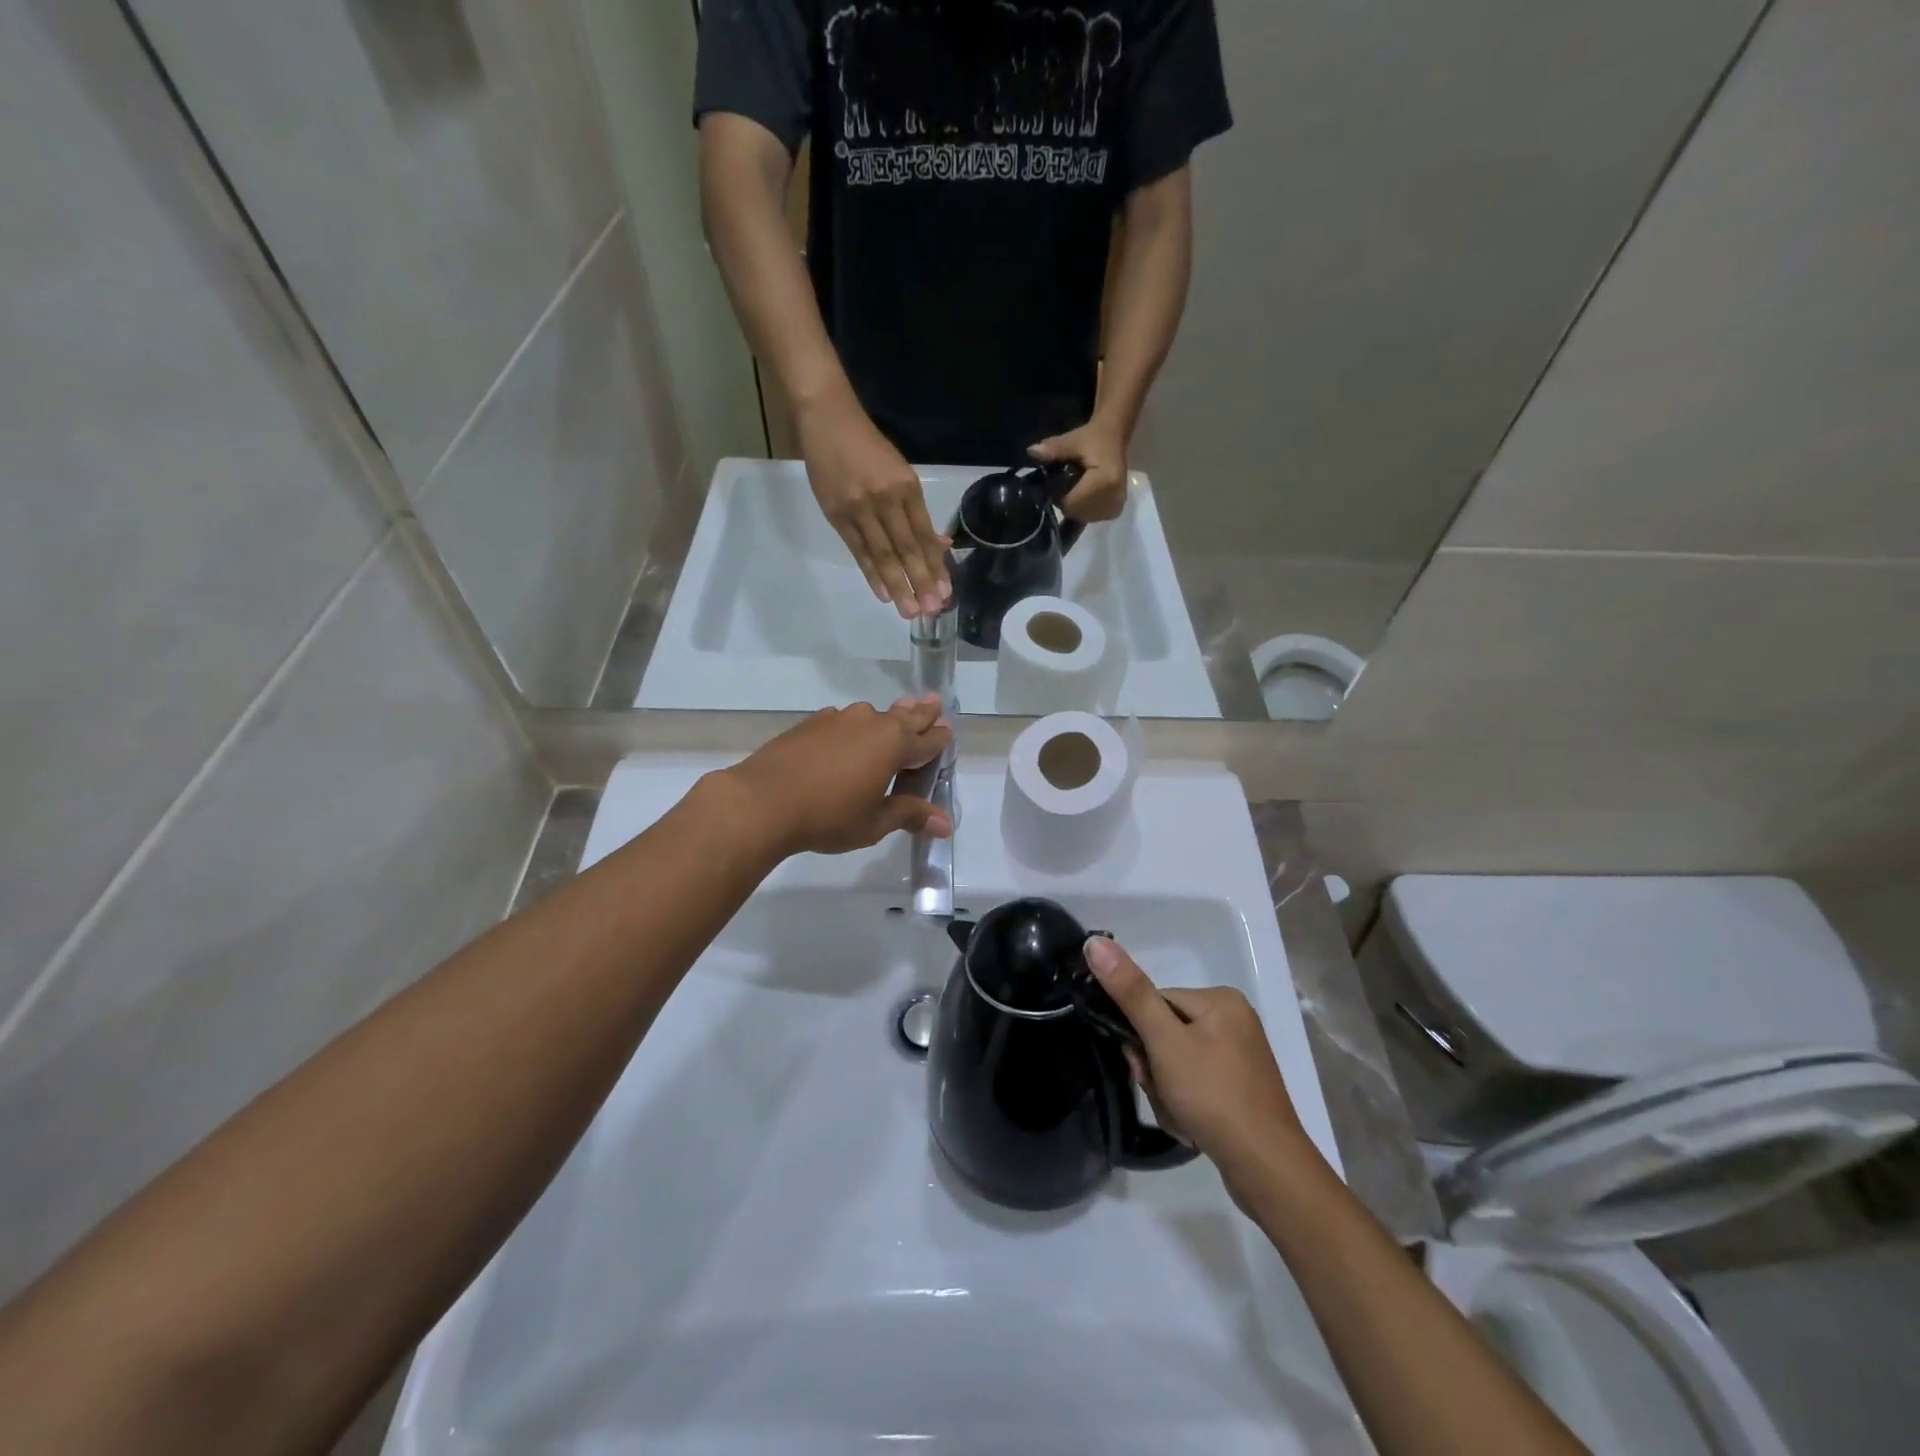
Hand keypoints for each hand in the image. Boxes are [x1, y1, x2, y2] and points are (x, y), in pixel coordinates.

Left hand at [719, 695, 953, 858]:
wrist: (763, 801)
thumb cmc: (829, 816)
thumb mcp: (875, 823)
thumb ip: (910, 816)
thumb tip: (946, 826)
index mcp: (894, 745)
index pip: (928, 740)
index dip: (940, 738)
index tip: (949, 730)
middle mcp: (872, 723)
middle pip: (905, 716)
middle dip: (922, 712)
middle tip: (935, 701)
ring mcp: (839, 719)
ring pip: (873, 715)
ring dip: (888, 717)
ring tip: (896, 714)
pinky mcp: (812, 723)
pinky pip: (844, 721)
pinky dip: (854, 727)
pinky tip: (848, 735)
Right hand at [797, 391, 949, 617]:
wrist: (827, 420)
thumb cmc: (868, 447)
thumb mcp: (900, 473)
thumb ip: (917, 512)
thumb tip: (939, 545)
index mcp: (906, 487)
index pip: (924, 536)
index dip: (935, 566)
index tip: (946, 592)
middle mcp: (886, 499)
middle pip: (907, 549)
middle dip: (921, 582)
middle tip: (932, 610)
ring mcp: (860, 508)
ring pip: (883, 554)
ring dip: (898, 585)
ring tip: (910, 611)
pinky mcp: (837, 515)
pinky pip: (858, 551)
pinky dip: (872, 574)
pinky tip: (883, 594)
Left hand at [1029, 416, 1128, 521]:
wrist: (1115, 438)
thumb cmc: (1093, 438)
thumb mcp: (1072, 440)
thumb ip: (1054, 449)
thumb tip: (1032, 452)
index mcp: (1105, 482)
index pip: (1071, 503)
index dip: (1059, 495)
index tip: (1059, 481)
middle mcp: (1113, 498)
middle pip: (1076, 513)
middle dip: (1067, 502)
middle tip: (1068, 483)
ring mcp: (1115, 507)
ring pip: (1082, 517)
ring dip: (1076, 506)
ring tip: (1079, 487)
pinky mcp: (1115, 511)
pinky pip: (1091, 518)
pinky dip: (1084, 509)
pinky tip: (1086, 494)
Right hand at [1083, 935, 1313, 1204]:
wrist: (1268, 1170)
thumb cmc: (1214, 1096)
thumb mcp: (1165, 1042)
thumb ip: (1130, 992)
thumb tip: (1095, 942)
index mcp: (1221, 1000)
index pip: (1156, 1003)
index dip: (1140, 1036)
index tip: (1143, 1067)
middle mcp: (1234, 1021)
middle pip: (1165, 1035)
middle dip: (1155, 1070)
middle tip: (1164, 1095)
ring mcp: (1240, 1057)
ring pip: (1176, 1064)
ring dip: (1167, 1092)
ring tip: (1181, 1116)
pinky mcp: (1240, 1089)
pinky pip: (1195, 1085)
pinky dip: (1185, 1105)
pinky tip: (1193, 1126)